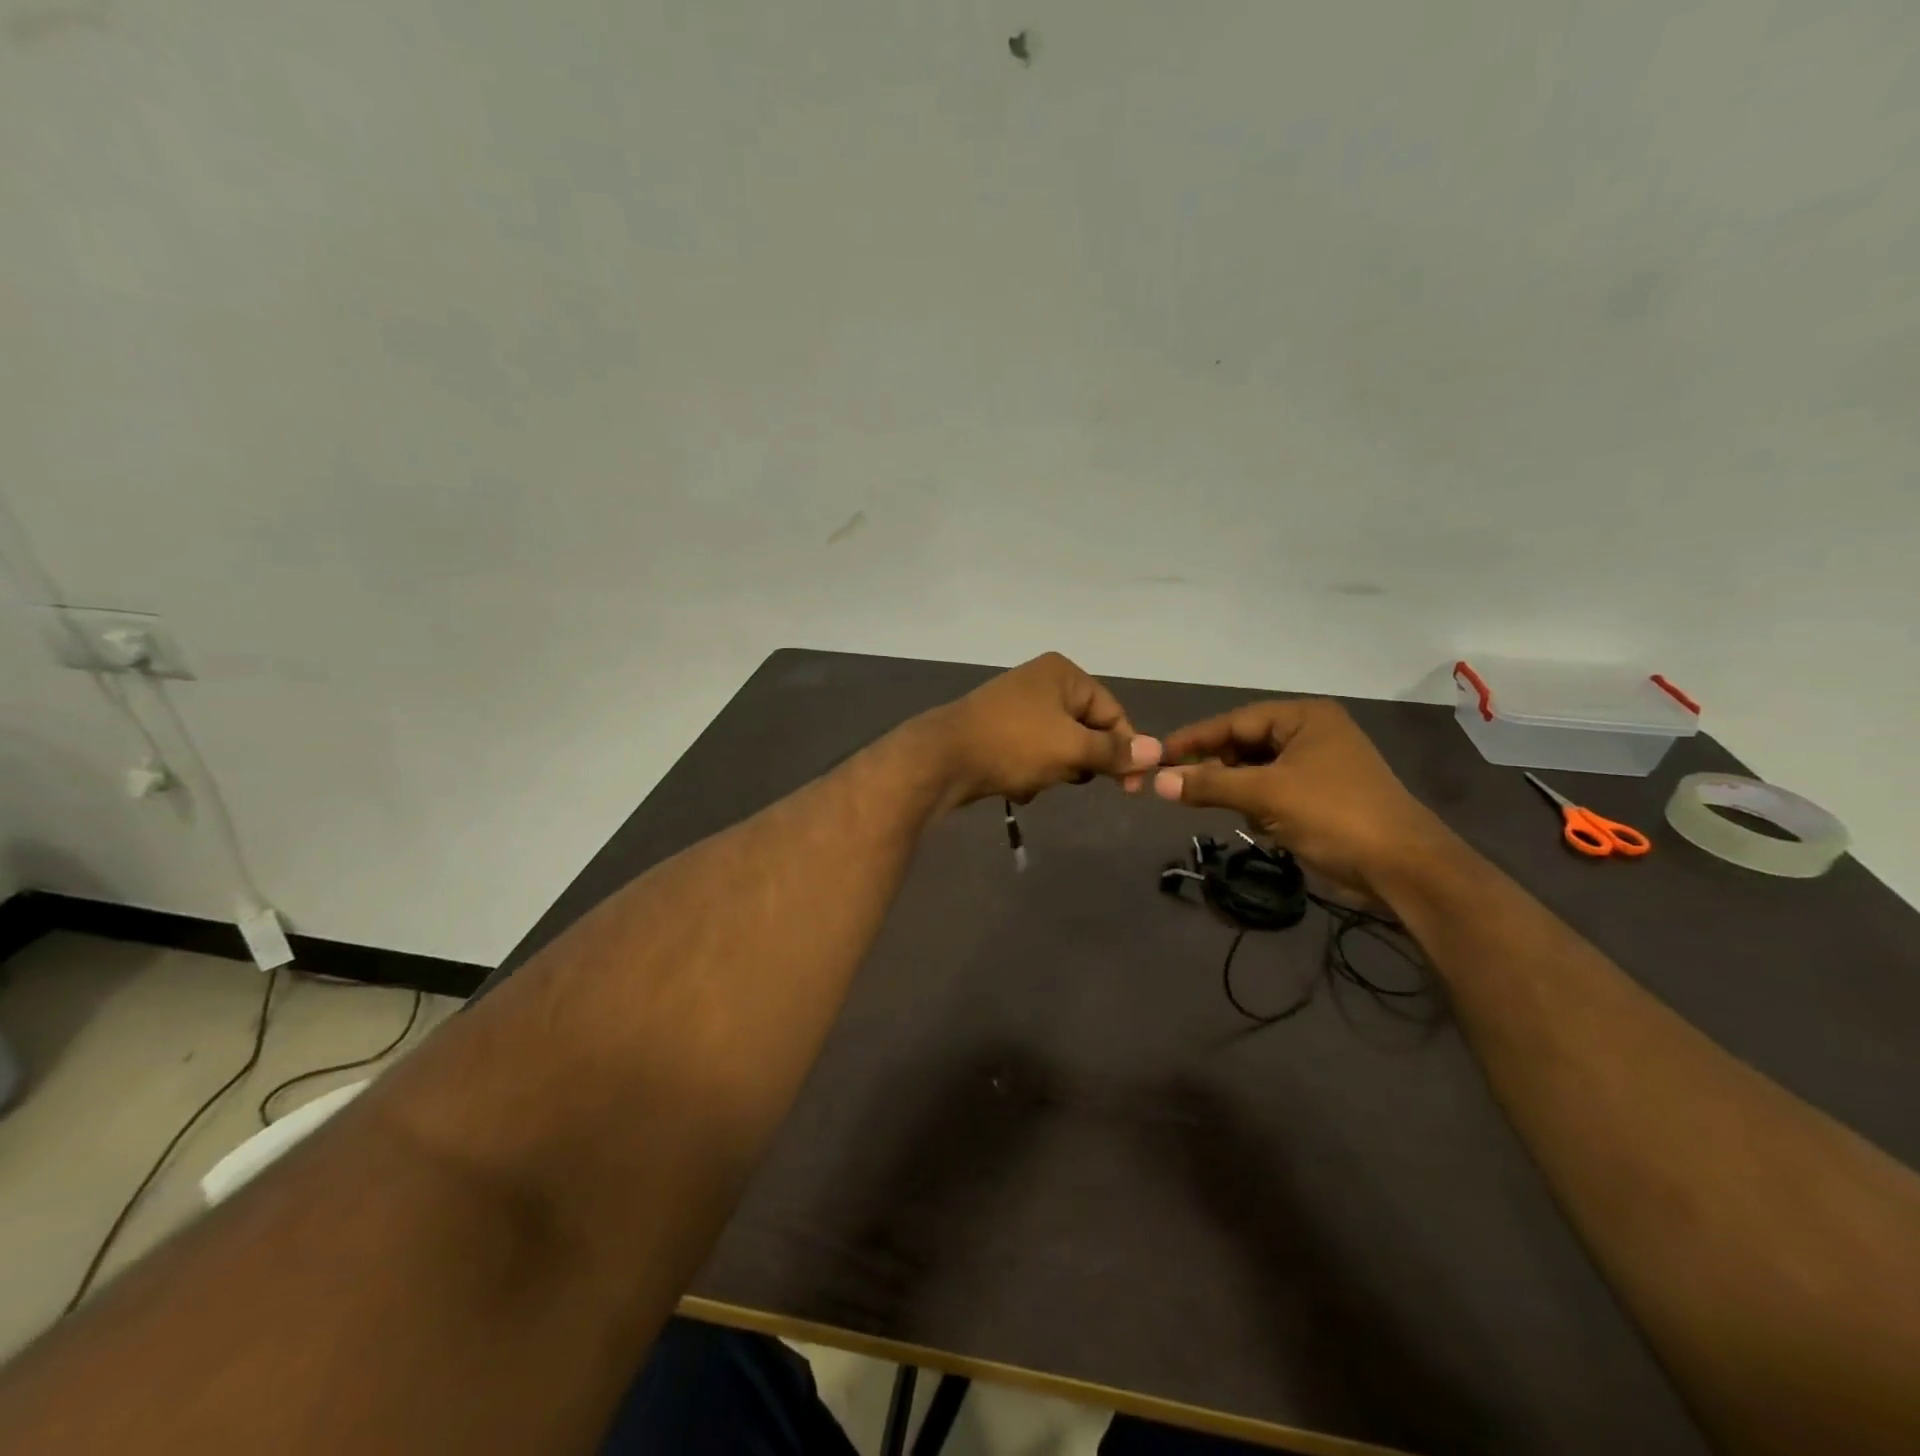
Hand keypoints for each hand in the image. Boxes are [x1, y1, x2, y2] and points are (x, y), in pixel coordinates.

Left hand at [925, 653, 1160, 807]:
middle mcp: (1041, 682)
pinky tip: (1015, 785)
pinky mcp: (997, 730)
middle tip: (1072, 777)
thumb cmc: (1014, 745)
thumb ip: (1114, 751)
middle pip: (1085, 728)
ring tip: (1037, 780)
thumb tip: (1158, 751)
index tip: (1130, 787)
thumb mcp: (1071, 748)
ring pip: (1058, 746)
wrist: (943, 760)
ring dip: (1054, 770)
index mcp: (1063, 674)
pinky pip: (1031, 754)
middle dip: (1081, 760)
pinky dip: (1030, 772)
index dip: (1126, 749)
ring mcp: (1016, 705)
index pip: (1112, 711)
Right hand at [1152, 699, 1453, 902]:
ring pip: (1257, 770)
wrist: (1402, 868)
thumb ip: (1209, 784)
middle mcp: (1312, 734)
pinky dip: (1256, 802)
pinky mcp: (1322, 797)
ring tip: (1210, 803)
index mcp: (1305, 718)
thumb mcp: (1265, 795)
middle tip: (1178, 784)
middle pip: (1245, 744)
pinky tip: (1252, 820)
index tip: (1158, 754)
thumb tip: (1157, 781)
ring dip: (1235, 787)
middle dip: (1215, 765)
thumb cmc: (1334, 815)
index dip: (1194, 739)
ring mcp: (1319, 766)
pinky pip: (1273, 790)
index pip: (1235, 721)